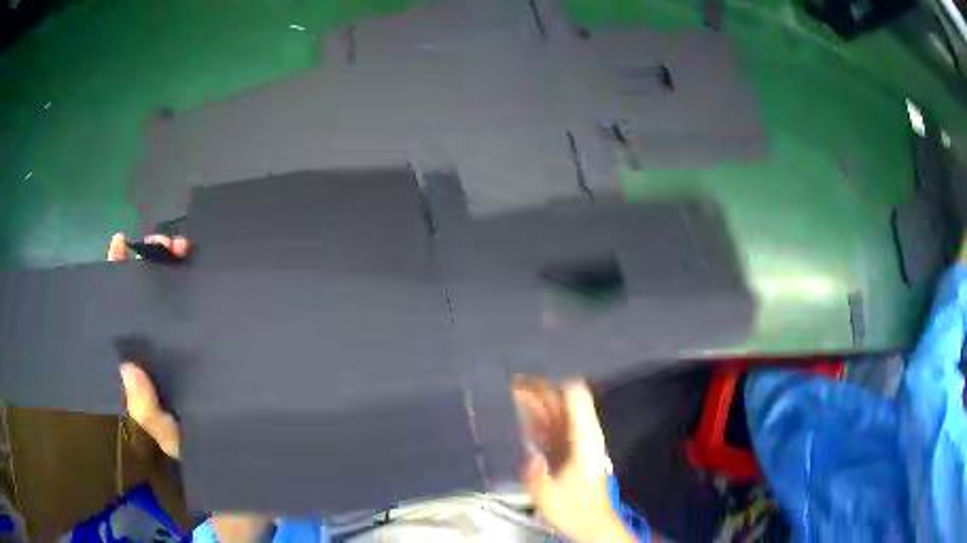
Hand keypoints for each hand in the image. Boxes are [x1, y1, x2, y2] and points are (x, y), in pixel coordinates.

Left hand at [108, 233, 187, 458]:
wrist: (219, 444)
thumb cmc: (184, 437)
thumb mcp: (162, 430)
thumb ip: (144, 408)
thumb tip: (128, 368)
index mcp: (135, 353)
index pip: (118, 306)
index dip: (116, 272)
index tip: (120, 243)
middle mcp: (149, 335)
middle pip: (141, 287)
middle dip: (149, 258)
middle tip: (163, 243)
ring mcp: (171, 332)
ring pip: (164, 286)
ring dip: (170, 261)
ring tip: (182, 247)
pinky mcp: (194, 332)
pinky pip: (188, 296)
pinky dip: (191, 275)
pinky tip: (197, 261)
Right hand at [514, 379, 635, 542]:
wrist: (589, 522)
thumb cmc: (575, 508)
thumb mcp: (549, 495)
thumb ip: (536, 473)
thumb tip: (528, 454)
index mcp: (584, 438)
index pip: (575, 396)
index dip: (552, 383)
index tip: (529, 377)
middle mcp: (582, 434)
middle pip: (563, 402)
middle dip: (538, 390)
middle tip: (511, 383)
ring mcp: (576, 440)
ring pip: (554, 413)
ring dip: (535, 403)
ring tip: (511, 393)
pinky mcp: (567, 449)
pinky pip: (550, 427)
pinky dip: (536, 419)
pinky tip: (519, 417)